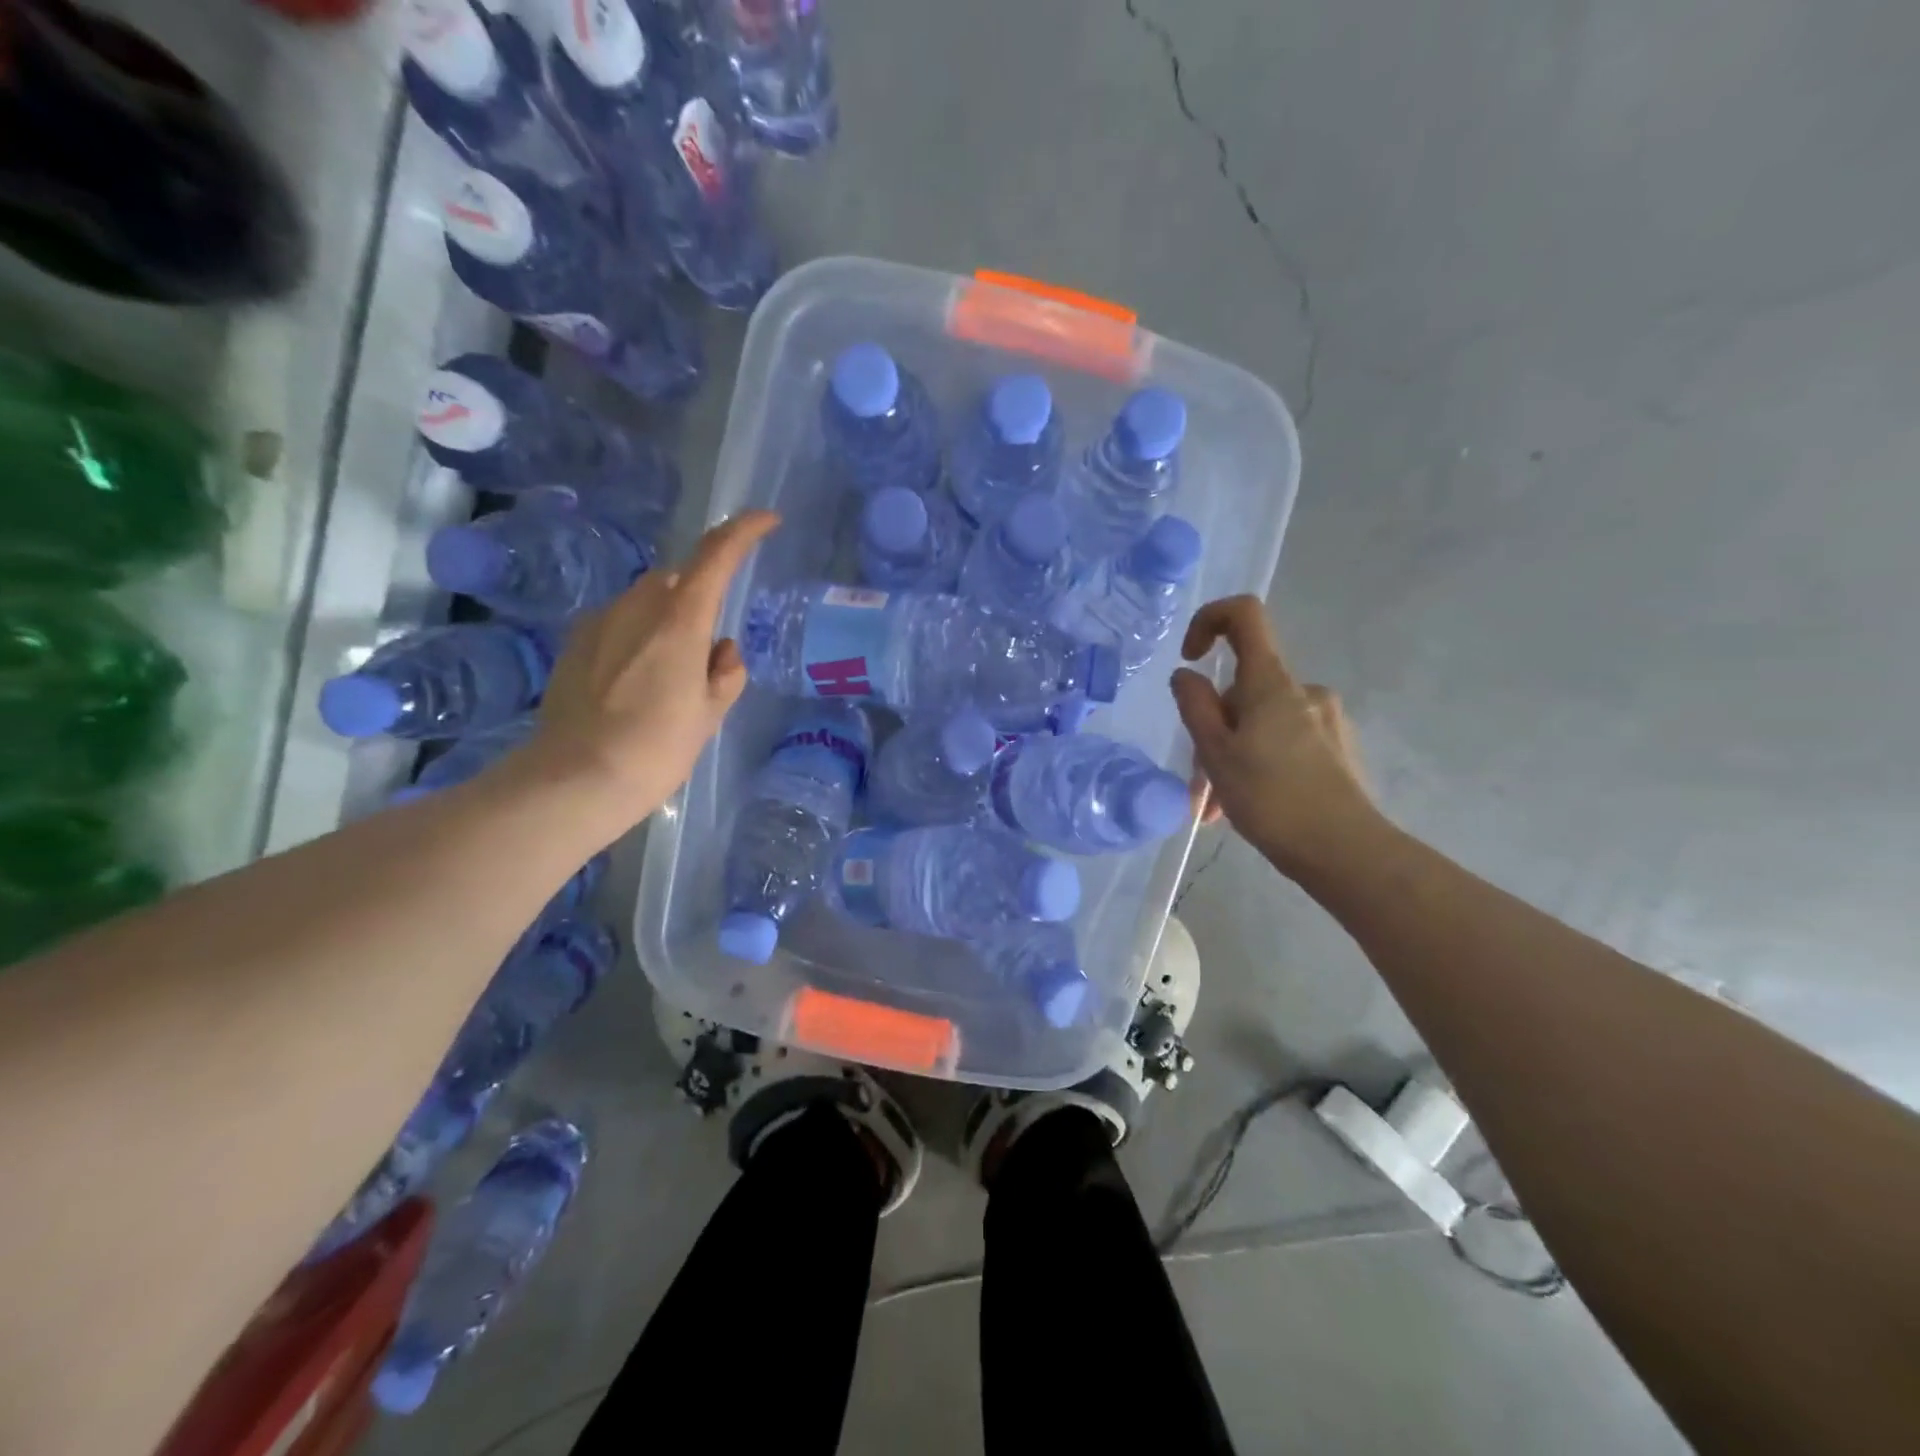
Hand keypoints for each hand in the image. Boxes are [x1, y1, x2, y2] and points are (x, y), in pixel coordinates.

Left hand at [520, 510, 778, 829]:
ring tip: (672, 675)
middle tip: (710, 649)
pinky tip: (637, 683)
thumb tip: (722, 650)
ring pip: (647, 600)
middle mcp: (637, 607)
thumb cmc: (656, 748)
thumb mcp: (709, 715)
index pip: (716, 555)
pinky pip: (619, 623)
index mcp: (680, 620)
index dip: (745, 531)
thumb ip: (725, 673)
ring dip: (668, 620)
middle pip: (678, 579)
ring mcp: (600, 622)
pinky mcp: (575, 643)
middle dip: (701, 596)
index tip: (769, 520)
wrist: (575, 778)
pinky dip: (638, 637)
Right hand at [1169, 595, 1378, 879]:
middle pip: (1243, 688)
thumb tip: (1186, 675)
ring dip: (1231, 755)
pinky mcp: (1337, 748)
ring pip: (1260, 722)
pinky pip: (1284, 741)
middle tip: (1197, 782)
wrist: (1345, 851)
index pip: (1244, 615)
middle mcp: (1303, 690)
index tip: (1191, 660)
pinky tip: (1247, 806)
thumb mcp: (1215, 753)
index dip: (1209, 620)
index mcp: (1271, 682)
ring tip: (1215, 808)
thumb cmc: (1270, 798)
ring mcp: (1324, 719)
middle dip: (1213, 727)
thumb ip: (1195, 706)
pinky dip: (1258, 763)